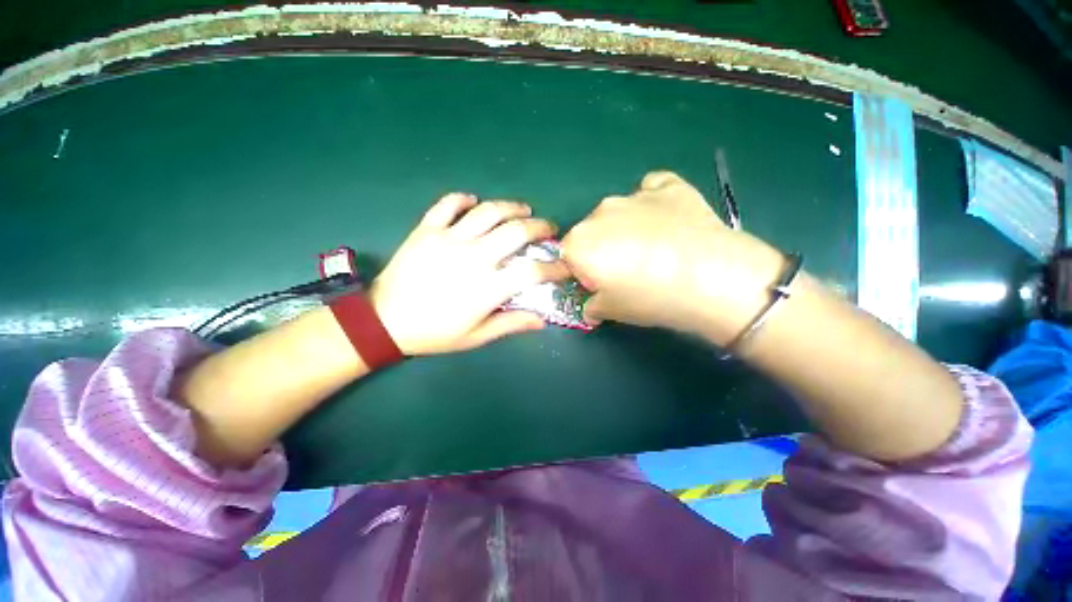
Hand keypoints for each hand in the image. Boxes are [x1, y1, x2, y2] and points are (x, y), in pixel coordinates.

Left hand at [370, 193, 568, 355]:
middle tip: (548, 229)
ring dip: (511, 207)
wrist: (385, 321)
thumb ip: (511, 325)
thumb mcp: (476, 336)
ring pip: (488, 211)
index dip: (555, 267)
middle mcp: (474, 257)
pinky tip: (474, 202)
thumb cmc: (434, 332)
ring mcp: (449, 239)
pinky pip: (448, 204)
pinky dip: (464, 199)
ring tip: (524, 209)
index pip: (533, 271)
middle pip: (516, 231)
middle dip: (540, 227)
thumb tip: (542, 321)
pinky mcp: (427, 229)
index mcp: (488, 287)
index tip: (564, 265)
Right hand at [562, 171, 783, 343]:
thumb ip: (591, 306)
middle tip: (628, 269)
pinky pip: (650, 190)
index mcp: (579, 243)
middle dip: (601, 248)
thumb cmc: (651, 298)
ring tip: (654, 246)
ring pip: (618, 212)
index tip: (600, 285)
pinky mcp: (668, 185)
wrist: (713, 278)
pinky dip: (652, 203)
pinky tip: (668, 220)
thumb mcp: (611, 312)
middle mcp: (599, 213)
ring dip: (625, 227)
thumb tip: (591, 304)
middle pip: (591, 231)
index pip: (568, 257)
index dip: (582, 272)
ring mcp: (634, 195)